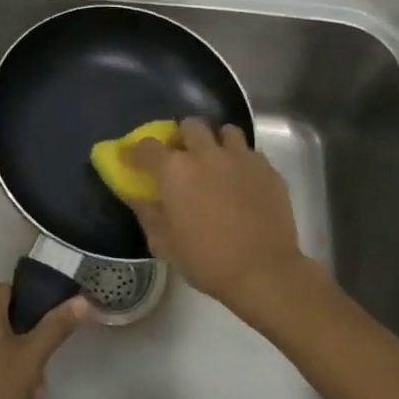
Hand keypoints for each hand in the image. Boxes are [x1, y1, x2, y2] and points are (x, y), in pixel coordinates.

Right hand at [127, 118, 317, 334]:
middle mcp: (206, 155)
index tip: (131, 159)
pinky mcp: (268, 170)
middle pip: (190, 126)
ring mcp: (240, 159)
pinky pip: (250, 153)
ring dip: (216, 142)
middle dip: (182, 136)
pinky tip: (241, 181)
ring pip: (226, 131)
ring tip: (215, 161)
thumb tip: (136, 195)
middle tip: (181, 156)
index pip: (146, 147)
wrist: (264, 272)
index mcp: (175, 171)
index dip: (135, 151)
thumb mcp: (164, 243)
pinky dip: (241, 161)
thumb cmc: (206, 260)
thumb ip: (147, 213)